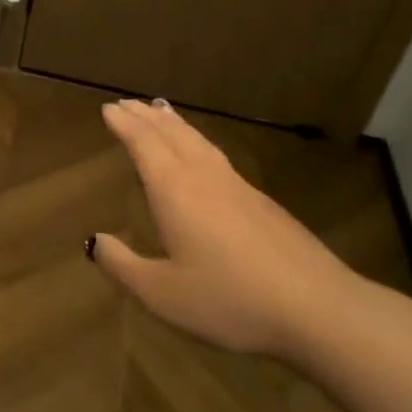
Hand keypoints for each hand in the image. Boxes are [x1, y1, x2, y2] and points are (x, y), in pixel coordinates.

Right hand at [88, 98, 355, 357]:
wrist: (318, 309)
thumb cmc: (230, 300)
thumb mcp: (162, 293)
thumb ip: (123, 266)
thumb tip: (93, 241)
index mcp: (175, 191)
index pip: (144, 144)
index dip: (125, 125)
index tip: (108, 108)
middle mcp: (204, 177)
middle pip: (171, 134)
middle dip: (146, 116)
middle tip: (126, 103)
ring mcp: (238, 187)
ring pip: (199, 141)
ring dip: (174, 124)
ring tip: (161, 112)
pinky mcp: (262, 202)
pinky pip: (218, 156)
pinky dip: (198, 142)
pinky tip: (203, 156)